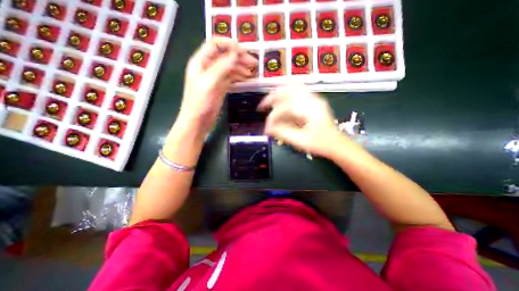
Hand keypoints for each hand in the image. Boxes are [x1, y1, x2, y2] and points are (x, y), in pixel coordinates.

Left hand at [177, 37, 257, 137]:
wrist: (197, 122)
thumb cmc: (200, 103)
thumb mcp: (209, 83)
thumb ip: (221, 67)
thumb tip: (235, 53)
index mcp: (200, 62)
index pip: (215, 44)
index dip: (230, 45)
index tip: (244, 51)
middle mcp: (208, 67)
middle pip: (225, 57)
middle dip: (240, 58)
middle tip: (255, 64)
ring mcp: (215, 78)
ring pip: (230, 68)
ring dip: (241, 69)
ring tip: (253, 74)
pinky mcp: (220, 88)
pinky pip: (231, 79)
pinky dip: (239, 78)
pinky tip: (247, 80)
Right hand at [257, 85, 345, 157]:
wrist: (337, 145)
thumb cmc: (321, 144)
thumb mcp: (301, 141)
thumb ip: (283, 133)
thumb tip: (268, 129)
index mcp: (310, 108)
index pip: (285, 107)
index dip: (273, 117)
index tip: (267, 129)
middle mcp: (312, 99)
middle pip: (288, 88)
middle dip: (272, 97)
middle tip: (262, 106)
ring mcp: (313, 99)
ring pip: (293, 87)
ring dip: (279, 94)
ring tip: (269, 103)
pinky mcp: (313, 103)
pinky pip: (297, 93)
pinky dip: (286, 96)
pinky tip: (280, 103)